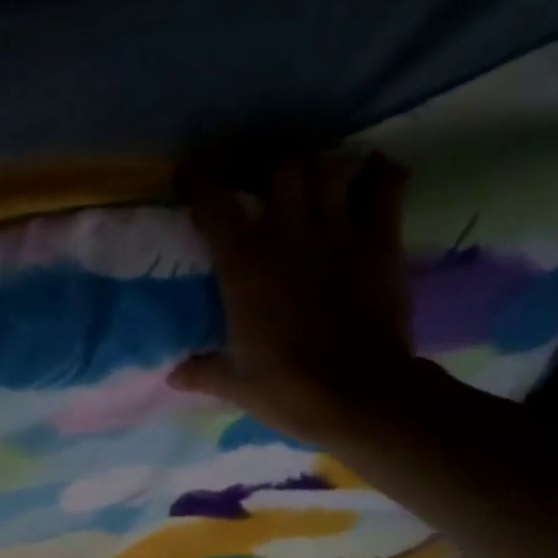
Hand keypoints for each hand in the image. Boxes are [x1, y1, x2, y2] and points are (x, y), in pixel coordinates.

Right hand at [169, 147, 419, 443]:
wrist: (359, 396)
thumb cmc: (287, 388)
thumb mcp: (234, 384)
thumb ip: (201, 371)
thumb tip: (172, 376)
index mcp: (242, 264)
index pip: (213, 202)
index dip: (199, 179)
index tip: (193, 174)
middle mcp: (287, 235)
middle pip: (281, 164)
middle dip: (271, 161)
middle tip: (267, 173)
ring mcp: (338, 234)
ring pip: (330, 165)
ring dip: (323, 162)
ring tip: (318, 172)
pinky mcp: (381, 243)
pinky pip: (385, 188)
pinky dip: (381, 174)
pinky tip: (375, 175)